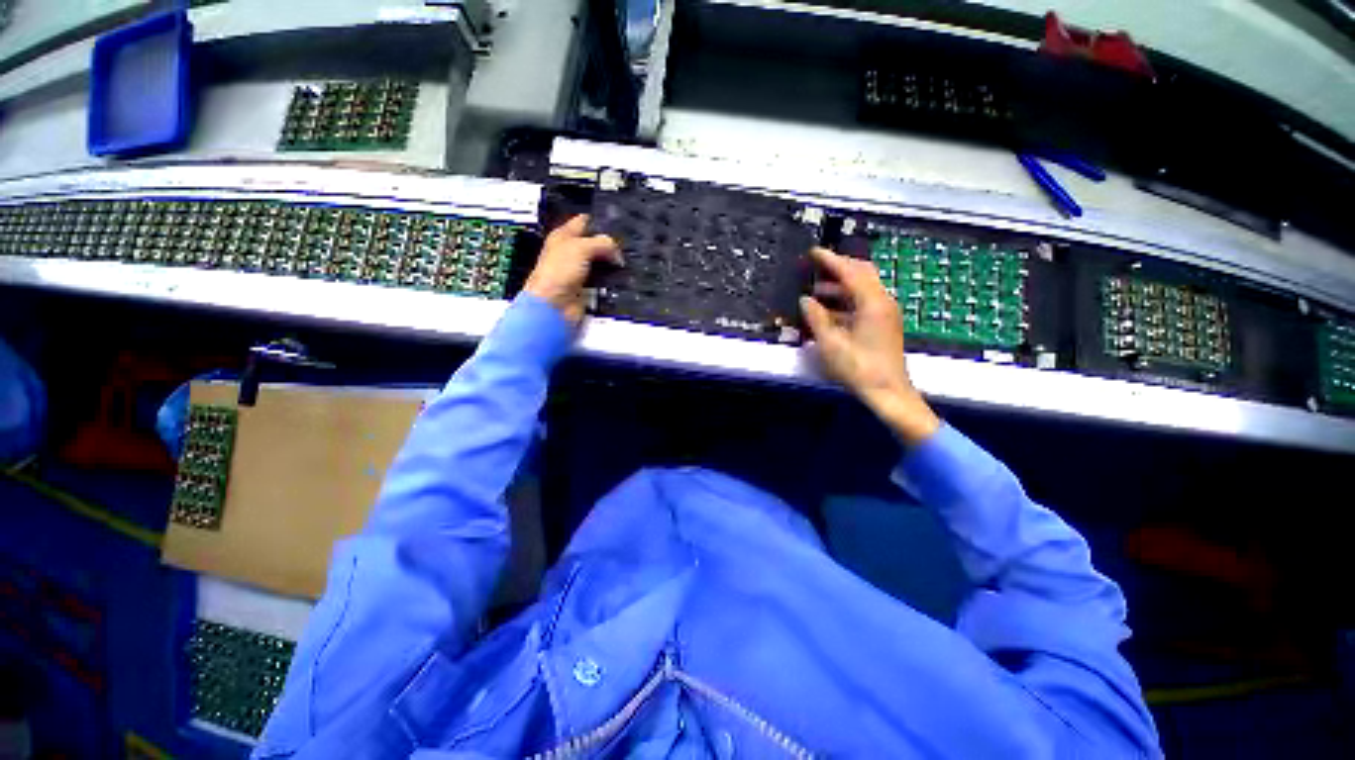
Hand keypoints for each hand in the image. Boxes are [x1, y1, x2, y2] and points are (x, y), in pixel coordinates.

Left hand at [525, 215, 622, 324]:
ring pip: (602, 263)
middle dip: (610, 245)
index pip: (584, 222)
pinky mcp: (587, 289)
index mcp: (563, 236)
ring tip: (628, 262)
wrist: (554, 306)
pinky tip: (622, 278)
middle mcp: (571, 253)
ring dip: (613, 264)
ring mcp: (579, 272)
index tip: (618, 224)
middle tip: (627, 245)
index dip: (599, 221)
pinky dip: (612, 280)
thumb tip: (617, 252)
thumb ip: (602, 243)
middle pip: (595, 244)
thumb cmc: (558, 272)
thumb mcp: (581, 247)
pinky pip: (604, 281)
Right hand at [800, 247, 940, 444]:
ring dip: (840, 287)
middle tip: (817, 266)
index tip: (813, 252)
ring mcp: (885, 313)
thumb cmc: (858, 368)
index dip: (830, 260)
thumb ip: (816, 318)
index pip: (850, 272)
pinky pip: (864, 302)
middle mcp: (882, 302)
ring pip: (863, 289)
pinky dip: (846, 301)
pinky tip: (829, 311)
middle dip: (839, 268)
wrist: (888, 391)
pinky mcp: (884, 325)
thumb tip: (805, 300)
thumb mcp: (831, 343)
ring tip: (817, 291)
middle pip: (862, 274)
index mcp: (872, 303)